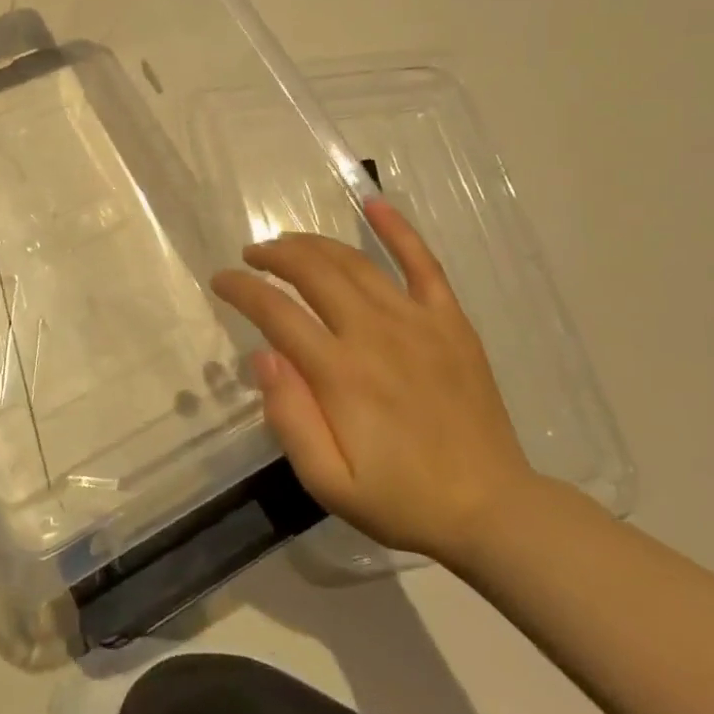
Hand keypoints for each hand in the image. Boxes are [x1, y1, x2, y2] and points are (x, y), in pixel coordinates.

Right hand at [211, 200, 536, 565]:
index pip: (276, 312)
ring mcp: (416, 322)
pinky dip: (398, 230)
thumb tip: (263, 357)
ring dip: (313, 244)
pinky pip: (423, 264)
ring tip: (288, 242)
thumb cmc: (401, 499)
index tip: (221, 281)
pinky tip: (374, 203)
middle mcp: (374, 334)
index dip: (241, 289)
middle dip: (273, 256)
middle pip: (311, 273)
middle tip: (252, 256)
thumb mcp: (328, 483)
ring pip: (354, 262)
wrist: (492, 510)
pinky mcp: (450, 322)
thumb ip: (290, 418)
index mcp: (339, 373)